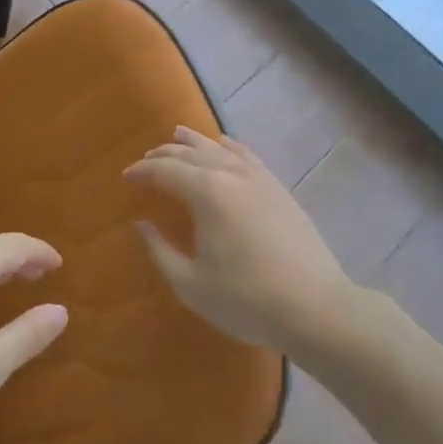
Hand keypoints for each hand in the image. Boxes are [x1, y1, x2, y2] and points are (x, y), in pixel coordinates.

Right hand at [126, 127, 370, 356]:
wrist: (316, 309)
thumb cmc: (246, 300)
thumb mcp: (190, 284)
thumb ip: (160, 251)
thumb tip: (142, 224)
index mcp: (206, 193)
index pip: (165, 170)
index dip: (142, 171)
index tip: (126, 177)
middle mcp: (231, 175)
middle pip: (191, 154)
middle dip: (164, 154)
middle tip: (145, 160)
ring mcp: (260, 180)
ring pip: (221, 149)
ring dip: (195, 142)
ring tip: (178, 134)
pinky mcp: (280, 191)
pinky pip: (249, 157)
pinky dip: (231, 147)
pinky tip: (225, 144)